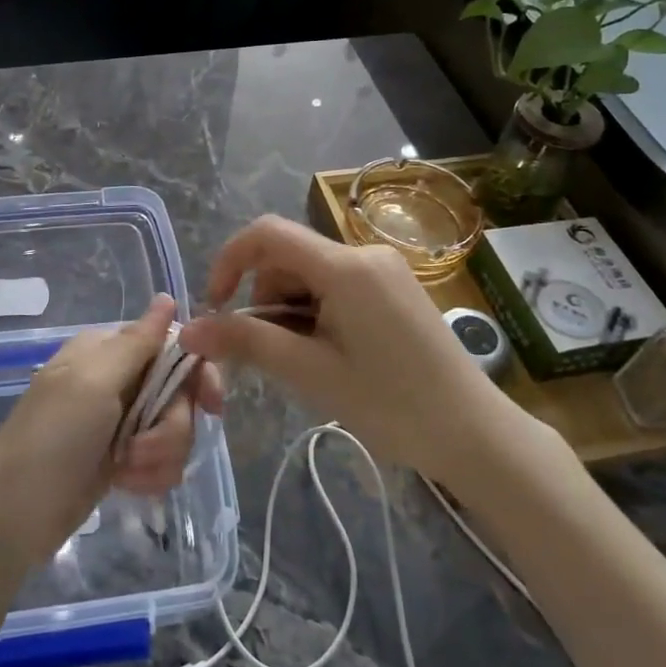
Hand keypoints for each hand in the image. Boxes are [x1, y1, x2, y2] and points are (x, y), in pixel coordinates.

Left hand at [0, 295, 218, 569]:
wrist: (12, 517)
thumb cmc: (51, 439)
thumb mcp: (93, 384)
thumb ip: (137, 342)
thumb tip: (167, 297)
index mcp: (107, 350)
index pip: (172, 344)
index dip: (197, 373)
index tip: (212, 405)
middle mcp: (118, 379)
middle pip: (179, 392)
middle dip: (171, 427)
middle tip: (143, 448)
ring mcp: (120, 421)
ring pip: (174, 429)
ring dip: (159, 456)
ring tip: (127, 473)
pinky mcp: (123, 458)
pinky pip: (161, 459)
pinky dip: (150, 475)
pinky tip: (127, 486)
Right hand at [178, 215, 551, 483]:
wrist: (476, 433)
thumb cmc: (391, 404)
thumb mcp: (311, 372)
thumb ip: (247, 342)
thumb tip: (190, 330)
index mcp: (345, 266)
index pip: (267, 233)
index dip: (230, 260)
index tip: (216, 306)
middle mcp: (366, 253)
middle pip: (289, 258)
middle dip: (266, 299)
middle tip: (274, 354)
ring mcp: (386, 269)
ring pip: (312, 274)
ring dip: (293, 310)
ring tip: (309, 363)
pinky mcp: (397, 288)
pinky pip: (338, 286)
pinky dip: (319, 313)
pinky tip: (333, 354)